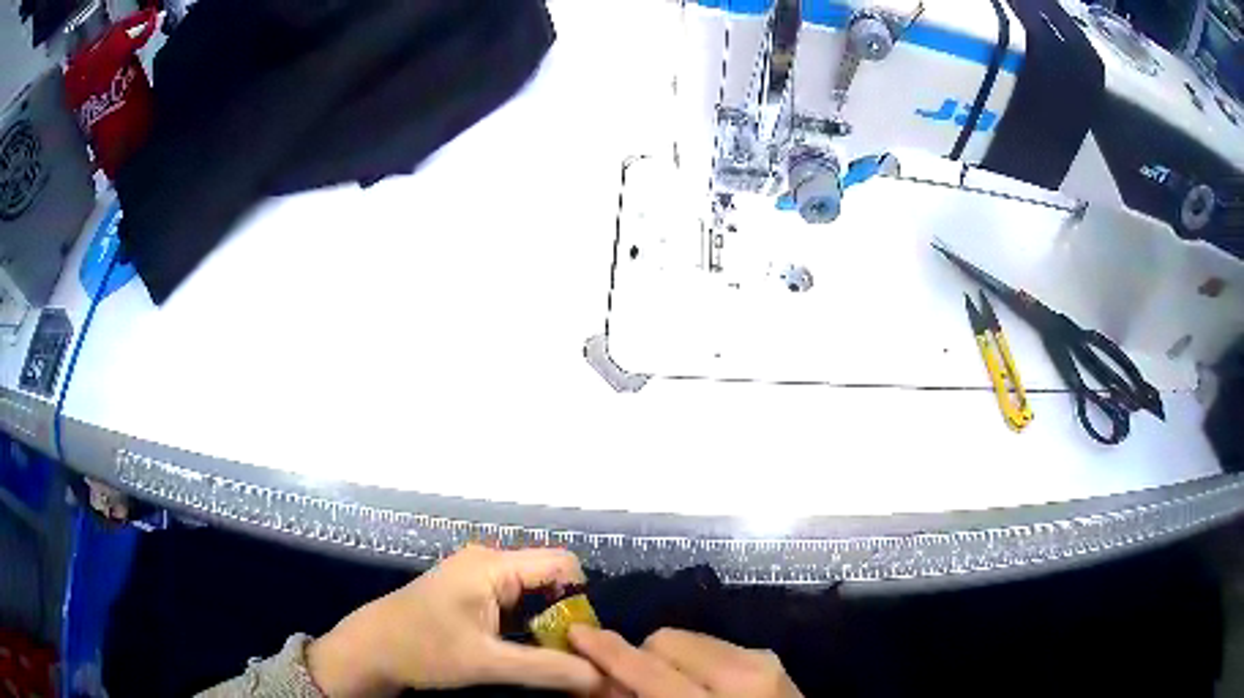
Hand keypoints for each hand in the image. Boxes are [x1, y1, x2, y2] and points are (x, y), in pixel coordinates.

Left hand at [307, 545, 603, 696]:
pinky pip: (514, 603)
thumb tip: (602, 677)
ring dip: (548, 623)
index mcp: (492, 565)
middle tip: (578, 654)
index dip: (583, 598)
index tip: (589, 639)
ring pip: (532, 594)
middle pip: (549, 579)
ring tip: (560, 657)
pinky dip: (528, 625)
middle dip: (567, 615)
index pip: (562, 564)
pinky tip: (531, 651)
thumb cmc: (422, 649)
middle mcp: (488, 562)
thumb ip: (547, 668)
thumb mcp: (487, 663)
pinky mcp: (469, 593)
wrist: (369, 650)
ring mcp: (477, 577)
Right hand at [570, 626, 802, 697]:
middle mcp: (742, 671)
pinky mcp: (769, 656)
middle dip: (642, 657)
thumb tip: (598, 678)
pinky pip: (714, 645)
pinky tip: (698, 684)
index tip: (576, 633)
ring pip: (689, 638)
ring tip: (668, 685)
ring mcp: (762, 659)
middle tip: (631, 683)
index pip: (648, 667)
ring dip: (668, 658)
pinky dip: (695, 661)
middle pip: (666, 640)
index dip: (607, 651)